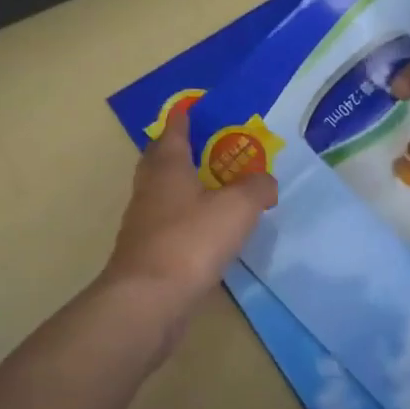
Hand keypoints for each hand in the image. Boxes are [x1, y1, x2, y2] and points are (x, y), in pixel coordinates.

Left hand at [101, 107, 277, 322]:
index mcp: (167, 168)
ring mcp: (144, 223)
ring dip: (182, 187)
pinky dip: (185, 220)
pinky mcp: (147, 254)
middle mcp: (150, 190)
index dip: (183, 118)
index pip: (173, 132)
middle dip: (178, 150)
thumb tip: (265, 181)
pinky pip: (168, 225)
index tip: (190, 108)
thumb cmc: (191, 241)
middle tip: (204, 147)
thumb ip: (256, 188)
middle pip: (160, 161)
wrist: (148, 300)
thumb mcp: (237, 208)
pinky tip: (205, 231)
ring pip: (163, 194)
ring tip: (212, 188)